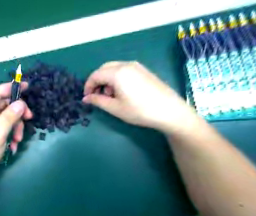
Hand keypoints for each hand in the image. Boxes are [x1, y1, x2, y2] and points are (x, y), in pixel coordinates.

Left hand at [0, 82, 33, 183]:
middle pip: (4, 104)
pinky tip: (13, 144)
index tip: (27, 86)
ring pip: (8, 115)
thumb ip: (8, 119)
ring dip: (16, 126)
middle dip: (17, 113)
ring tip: (18, 140)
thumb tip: (21, 103)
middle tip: (29, 119)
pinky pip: (6, 125)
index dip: (11, 88)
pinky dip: (12, 132)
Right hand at [82, 61, 199, 133]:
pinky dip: (116, 78)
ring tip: (110, 95)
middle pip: (103, 69)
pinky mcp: (143, 70)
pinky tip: (121, 91)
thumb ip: (97, 101)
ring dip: (106, 79)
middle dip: (96, 81)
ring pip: (113, 68)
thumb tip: (85, 98)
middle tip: (97, 96)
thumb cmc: (139, 111)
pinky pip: (123, 70)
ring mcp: (136, 66)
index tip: (86, 97)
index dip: (88, 86)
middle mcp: (126, 65)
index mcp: (117, 73)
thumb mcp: (114, 108)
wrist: (169, 111)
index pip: (95, 75)